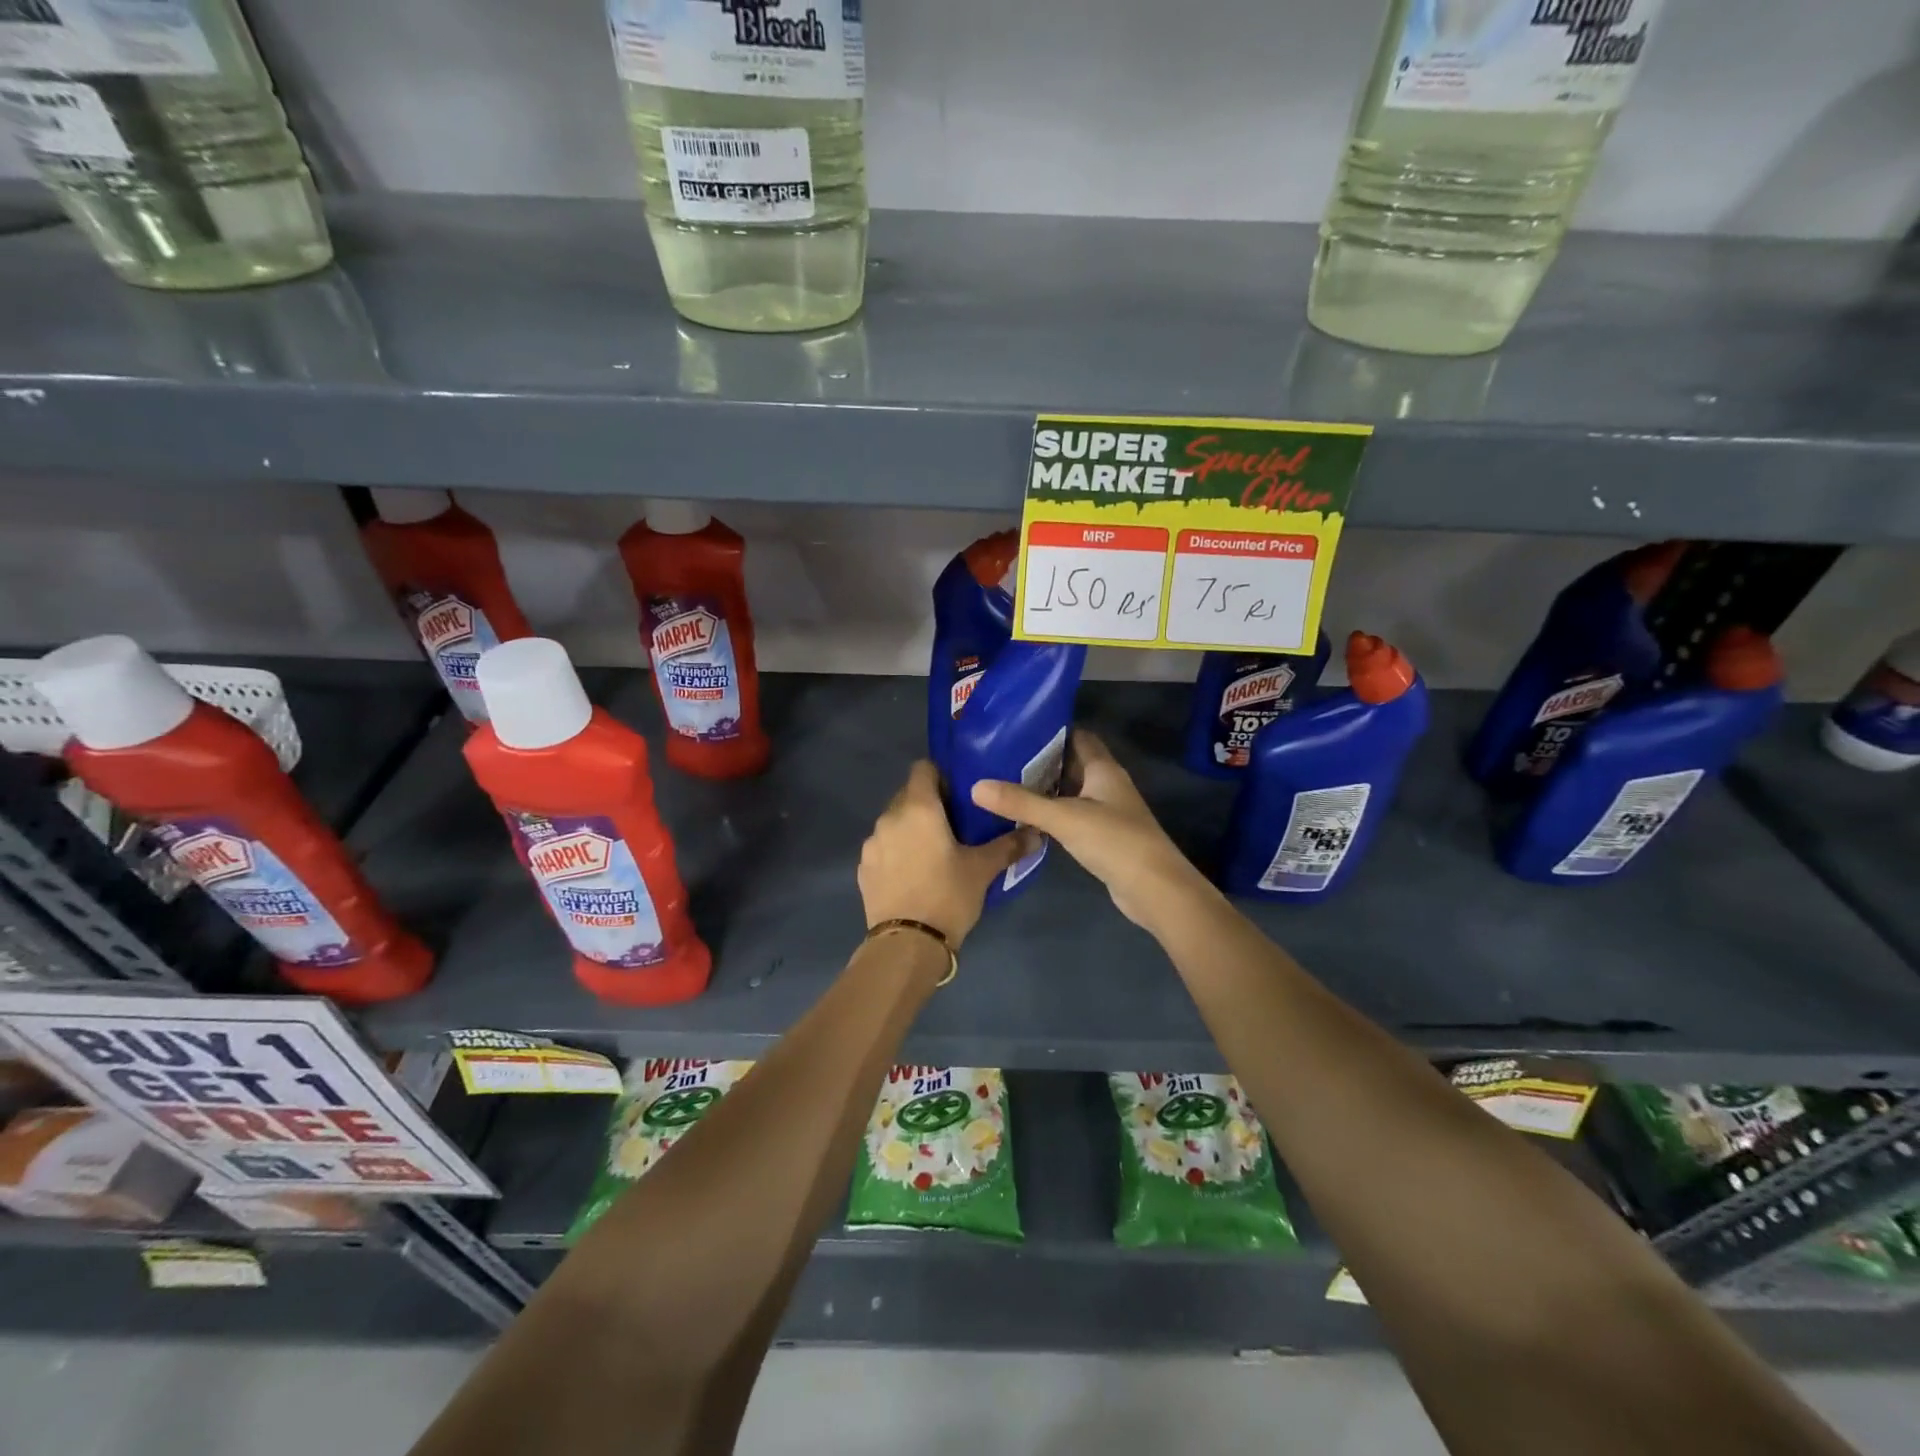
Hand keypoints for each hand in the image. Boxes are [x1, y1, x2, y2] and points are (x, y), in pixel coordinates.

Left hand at [859, 761, 1031, 947]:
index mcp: (918, 808)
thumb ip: (1009, 846)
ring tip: (934, 852)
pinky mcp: (863, 868)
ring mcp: (871, 844)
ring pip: (894, 823)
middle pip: (908, 795)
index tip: (960, 794)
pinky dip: (897, 852)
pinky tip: (913, 874)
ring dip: (911, 829)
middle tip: (954, 825)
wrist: (907, 945)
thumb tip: (1037, 833)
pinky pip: (883, 848)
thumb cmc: (948, 896)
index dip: (941, 775)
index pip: (923, 768)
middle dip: (929, 804)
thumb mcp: (983, 870)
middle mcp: (889, 818)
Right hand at [971, 730, 1215, 930]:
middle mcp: (1106, 785)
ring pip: (1070, 792)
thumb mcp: (1063, 818)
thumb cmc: (1114, 841)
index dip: (1051, 731)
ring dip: (1044, 789)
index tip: (1016, 730)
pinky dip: (1052, 815)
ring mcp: (1106, 812)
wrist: (1155, 889)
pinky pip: (1072, 817)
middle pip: (1071, 764)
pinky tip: (1026, 819)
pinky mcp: (1102, 837)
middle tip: (1000, 759)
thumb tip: (976, 786)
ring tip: (1004, 785)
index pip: (1077, 737)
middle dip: (1040, 761)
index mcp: (1103, 769)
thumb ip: (1021, 801)